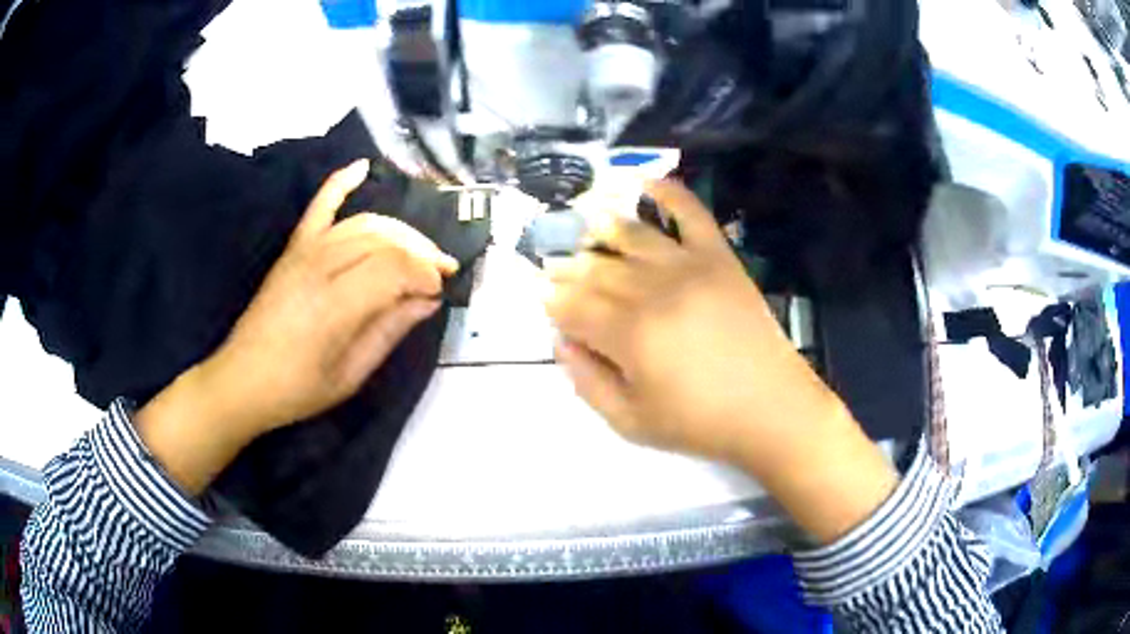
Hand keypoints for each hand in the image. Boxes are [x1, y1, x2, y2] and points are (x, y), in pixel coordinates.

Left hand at [199, 159, 457, 433]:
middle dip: (421, 251)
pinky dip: (341, 182)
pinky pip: (320, 206)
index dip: (425, 274)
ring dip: (399, 231)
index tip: (439, 293)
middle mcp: (320, 266)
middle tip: (442, 271)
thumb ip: (389, 331)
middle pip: (384, 239)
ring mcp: (304, 252)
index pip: (394, 267)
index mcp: (334, 304)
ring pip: (364, 223)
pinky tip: (363, 166)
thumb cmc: (297, 389)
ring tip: (420, 250)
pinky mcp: (293, 248)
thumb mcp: (351, 375)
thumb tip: (428, 300)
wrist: (242, 380)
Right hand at [546, 181, 896, 541]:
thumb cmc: (699, 423)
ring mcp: (690, 266)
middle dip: (570, 270)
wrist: (771, 409)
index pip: (573, 305)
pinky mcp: (720, 258)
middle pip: (597, 268)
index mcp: (629, 335)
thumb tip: (561, 340)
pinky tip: (646, 183)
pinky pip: (691, 212)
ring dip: (602, 230)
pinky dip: (668, 192)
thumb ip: (587, 381)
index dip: (553, 302)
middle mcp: (654, 289)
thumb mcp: (630, 422)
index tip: (546, 302)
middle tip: (561, 273)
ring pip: (632, 234)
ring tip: (590, 235)